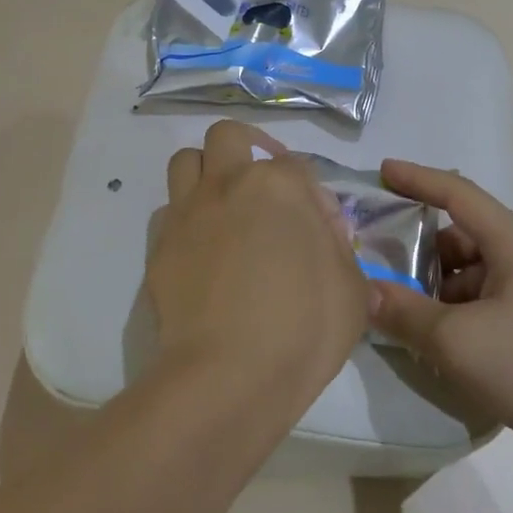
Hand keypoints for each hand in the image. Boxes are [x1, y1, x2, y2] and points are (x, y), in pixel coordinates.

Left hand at [147, 121, 371, 411]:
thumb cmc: (304, 327)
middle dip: (246, 147)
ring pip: (186, 161)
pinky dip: (185, 217)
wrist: (229, 376)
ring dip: (206, 171)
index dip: (312, 193)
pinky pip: (169, 211)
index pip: (297, 165)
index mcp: (279, 184)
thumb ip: (339, 248)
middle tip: (263, 182)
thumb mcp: (353, 288)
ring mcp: (188, 212)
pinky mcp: (159, 246)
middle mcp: (228, 184)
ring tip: (225, 203)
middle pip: (228, 136)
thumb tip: (323, 232)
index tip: (321, 229)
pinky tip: (202, 247)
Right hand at [366, 160, 512, 481]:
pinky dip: (457, 321)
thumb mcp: (460, 341)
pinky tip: (436, 350)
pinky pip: (486, 312)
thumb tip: (365, 292)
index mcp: (512, 243)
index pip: (456, 193)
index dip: (417, 179)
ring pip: (472, 280)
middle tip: (379, 267)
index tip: (382, 171)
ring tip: (400, 317)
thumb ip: (406, 314)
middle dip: (420, 250)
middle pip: (461, 239)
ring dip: (436, 292)